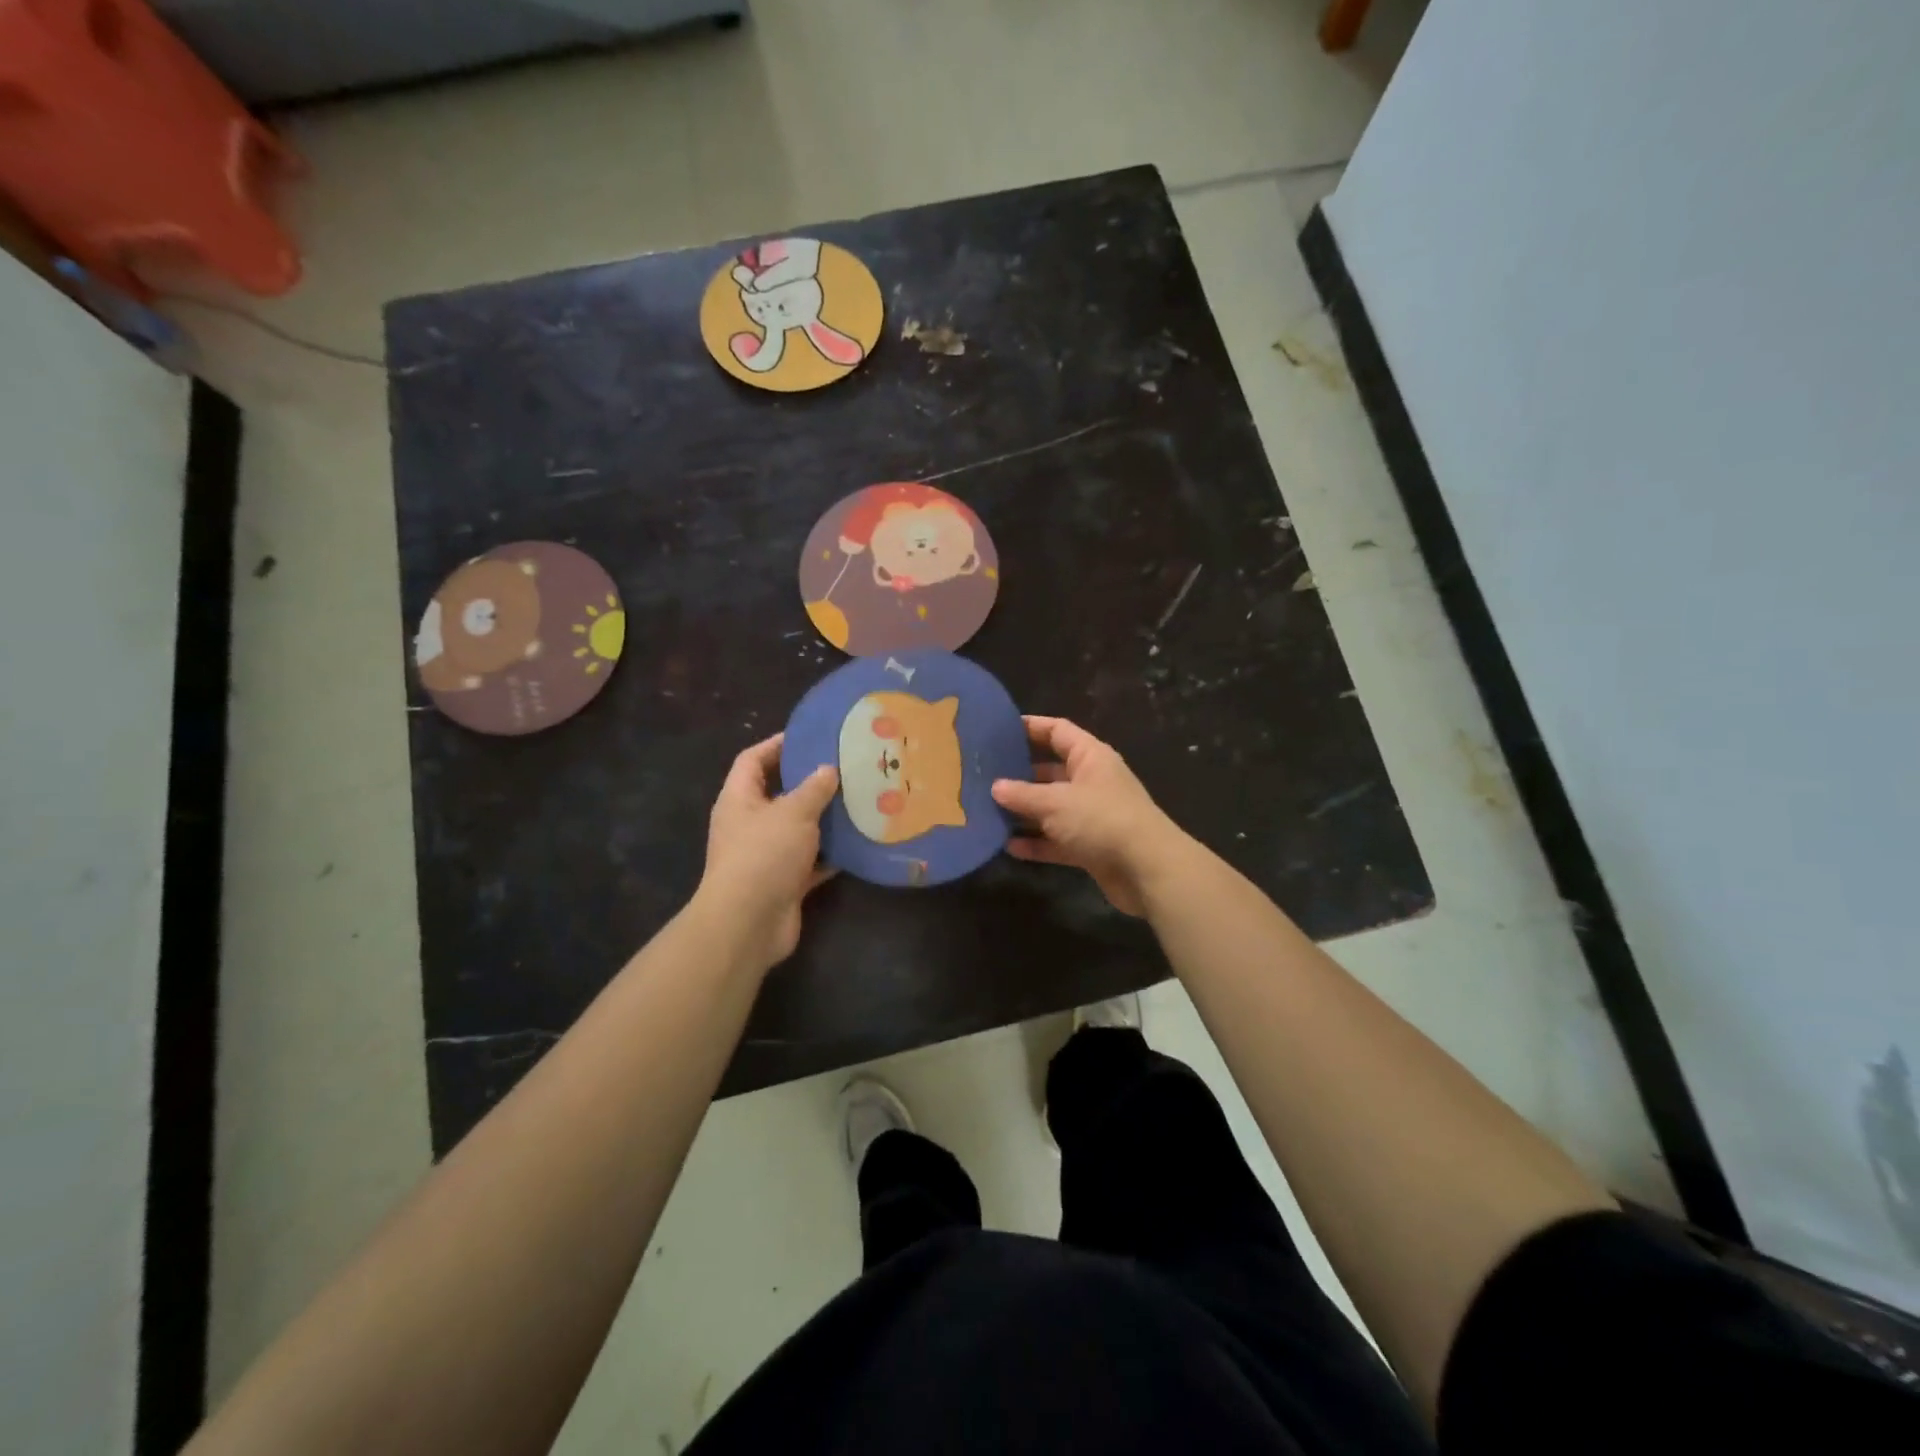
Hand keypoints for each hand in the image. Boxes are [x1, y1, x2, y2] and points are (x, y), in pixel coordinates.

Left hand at [695, 735, 839, 969]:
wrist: (749, 923)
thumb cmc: (764, 854)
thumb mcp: (793, 812)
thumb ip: (813, 788)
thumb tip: (828, 770)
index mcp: (739, 799)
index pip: (753, 759)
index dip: (778, 744)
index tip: (811, 736)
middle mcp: (748, 824)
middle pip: (778, 793)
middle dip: (808, 782)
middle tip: (843, 768)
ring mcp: (765, 855)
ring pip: (797, 829)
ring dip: (823, 819)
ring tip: (857, 800)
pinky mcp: (783, 881)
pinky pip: (810, 860)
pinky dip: (830, 854)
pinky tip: (857, 843)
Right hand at [991, 716, 1189, 916]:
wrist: (1147, 870)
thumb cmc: (1101, 820)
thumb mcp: (1055, 802)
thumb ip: (1022, 795)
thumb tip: (995, 787)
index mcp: (1090, 757)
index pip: (1057, 731)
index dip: (1030, 727)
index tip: (998, 729)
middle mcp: (1091, 781)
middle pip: (1050, 771)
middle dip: (1019, 774)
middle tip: (983, 775)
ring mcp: (1092, 815)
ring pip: (1051, 807)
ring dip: (1024, 811)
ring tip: (987, 811)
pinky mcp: (1091, 846)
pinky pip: (1057, 839)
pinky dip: (1036, 842)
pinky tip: (1008, 846)